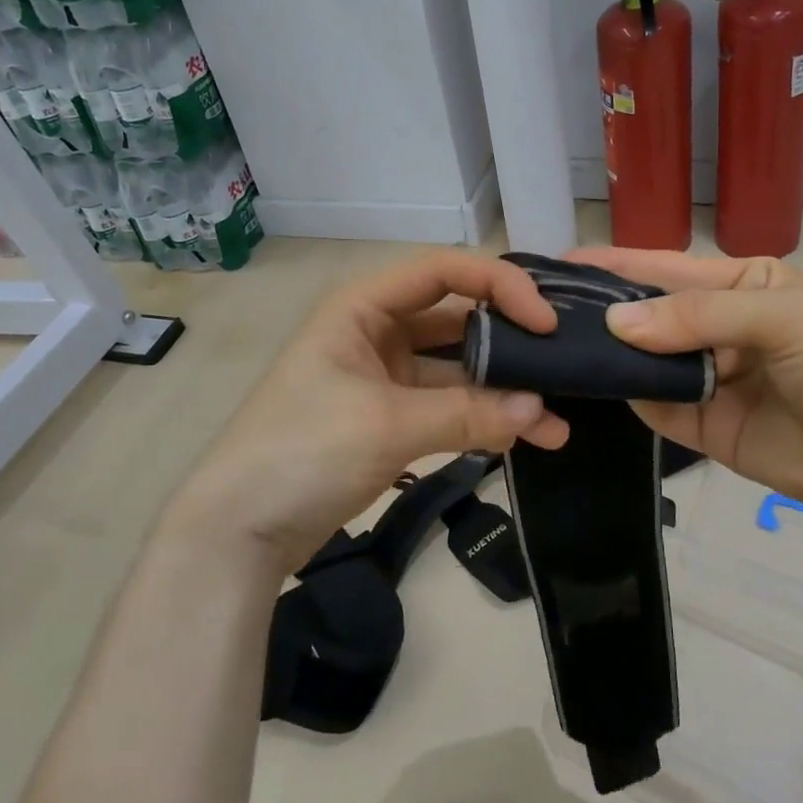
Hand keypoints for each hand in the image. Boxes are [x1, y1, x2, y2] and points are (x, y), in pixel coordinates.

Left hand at [172, 251, 569, 579]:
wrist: (237, 531)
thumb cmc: (301, 452)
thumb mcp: (386, 425)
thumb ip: (467, 414)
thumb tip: (540, 412)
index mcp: (364, 306)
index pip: (445, 271)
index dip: (500, 286)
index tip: (545, 323)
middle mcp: (377, 331)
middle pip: (459, 321)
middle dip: (512, 345)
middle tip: (565, 370)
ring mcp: (385, 377)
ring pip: (459, 370)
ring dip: (505, 393)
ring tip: (557, 425)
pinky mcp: (391, 418)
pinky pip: (448, 407)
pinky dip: (483, 421)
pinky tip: (524, 441)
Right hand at [569, 247, 802, 541]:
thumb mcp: (783, 316)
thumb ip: (697, 316)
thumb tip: (614, 326)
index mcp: (741, 285)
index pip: (665, 268)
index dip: (615, 265)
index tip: (559, 263)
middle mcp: (718, 328)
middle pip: (648, 316)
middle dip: (603, 312)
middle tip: (541, 311)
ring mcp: (709, 380)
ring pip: (644, 361)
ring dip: (608, 355)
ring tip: (551, 346)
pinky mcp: (704, 428)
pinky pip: (656, 407)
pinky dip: (627, 395)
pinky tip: (592, 384)